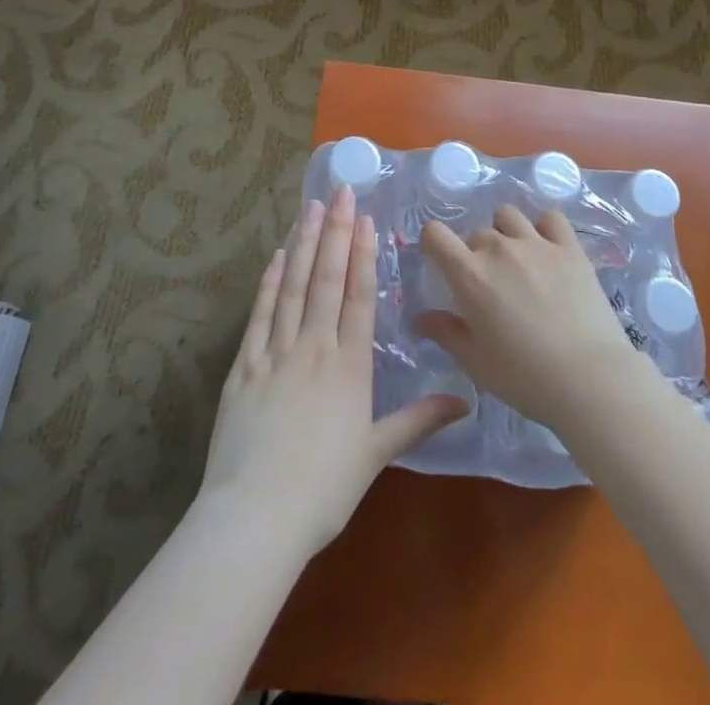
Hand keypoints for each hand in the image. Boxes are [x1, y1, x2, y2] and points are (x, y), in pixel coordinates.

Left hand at [200, 185, 469, 559]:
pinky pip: (260, 314)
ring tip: (311, 208)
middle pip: (327, 279)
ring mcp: (274, 353)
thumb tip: (465, 401)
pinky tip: (277, 256)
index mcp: (349, 366)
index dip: (363, 254)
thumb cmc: (323, 489)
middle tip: (340, 192)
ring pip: (294, 287)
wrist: (255, 517)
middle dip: (336, 232)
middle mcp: (314, 347)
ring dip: (304, 244)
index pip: (359, 296)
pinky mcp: (243, 367)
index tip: (365, 218)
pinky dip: (270, 282)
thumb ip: (418, 420)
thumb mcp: (376, 454)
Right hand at [417, 205, 652, 430]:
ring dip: (505, 233)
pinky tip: (548, 248)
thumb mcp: (476, 362)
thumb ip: (446, 333)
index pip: (435, 234)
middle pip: (475, 233)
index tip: (442, 263)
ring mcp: (537, 243)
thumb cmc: (524, 377)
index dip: (433, 244)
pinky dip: (544, 227)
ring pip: (508, 216)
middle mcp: (499, 248)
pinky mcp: (570, 247)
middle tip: (490, 285)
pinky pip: (550, 217)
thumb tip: (421, 318)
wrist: (589, 379)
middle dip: (476, 253)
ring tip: (517, 260)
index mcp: (469, 274)